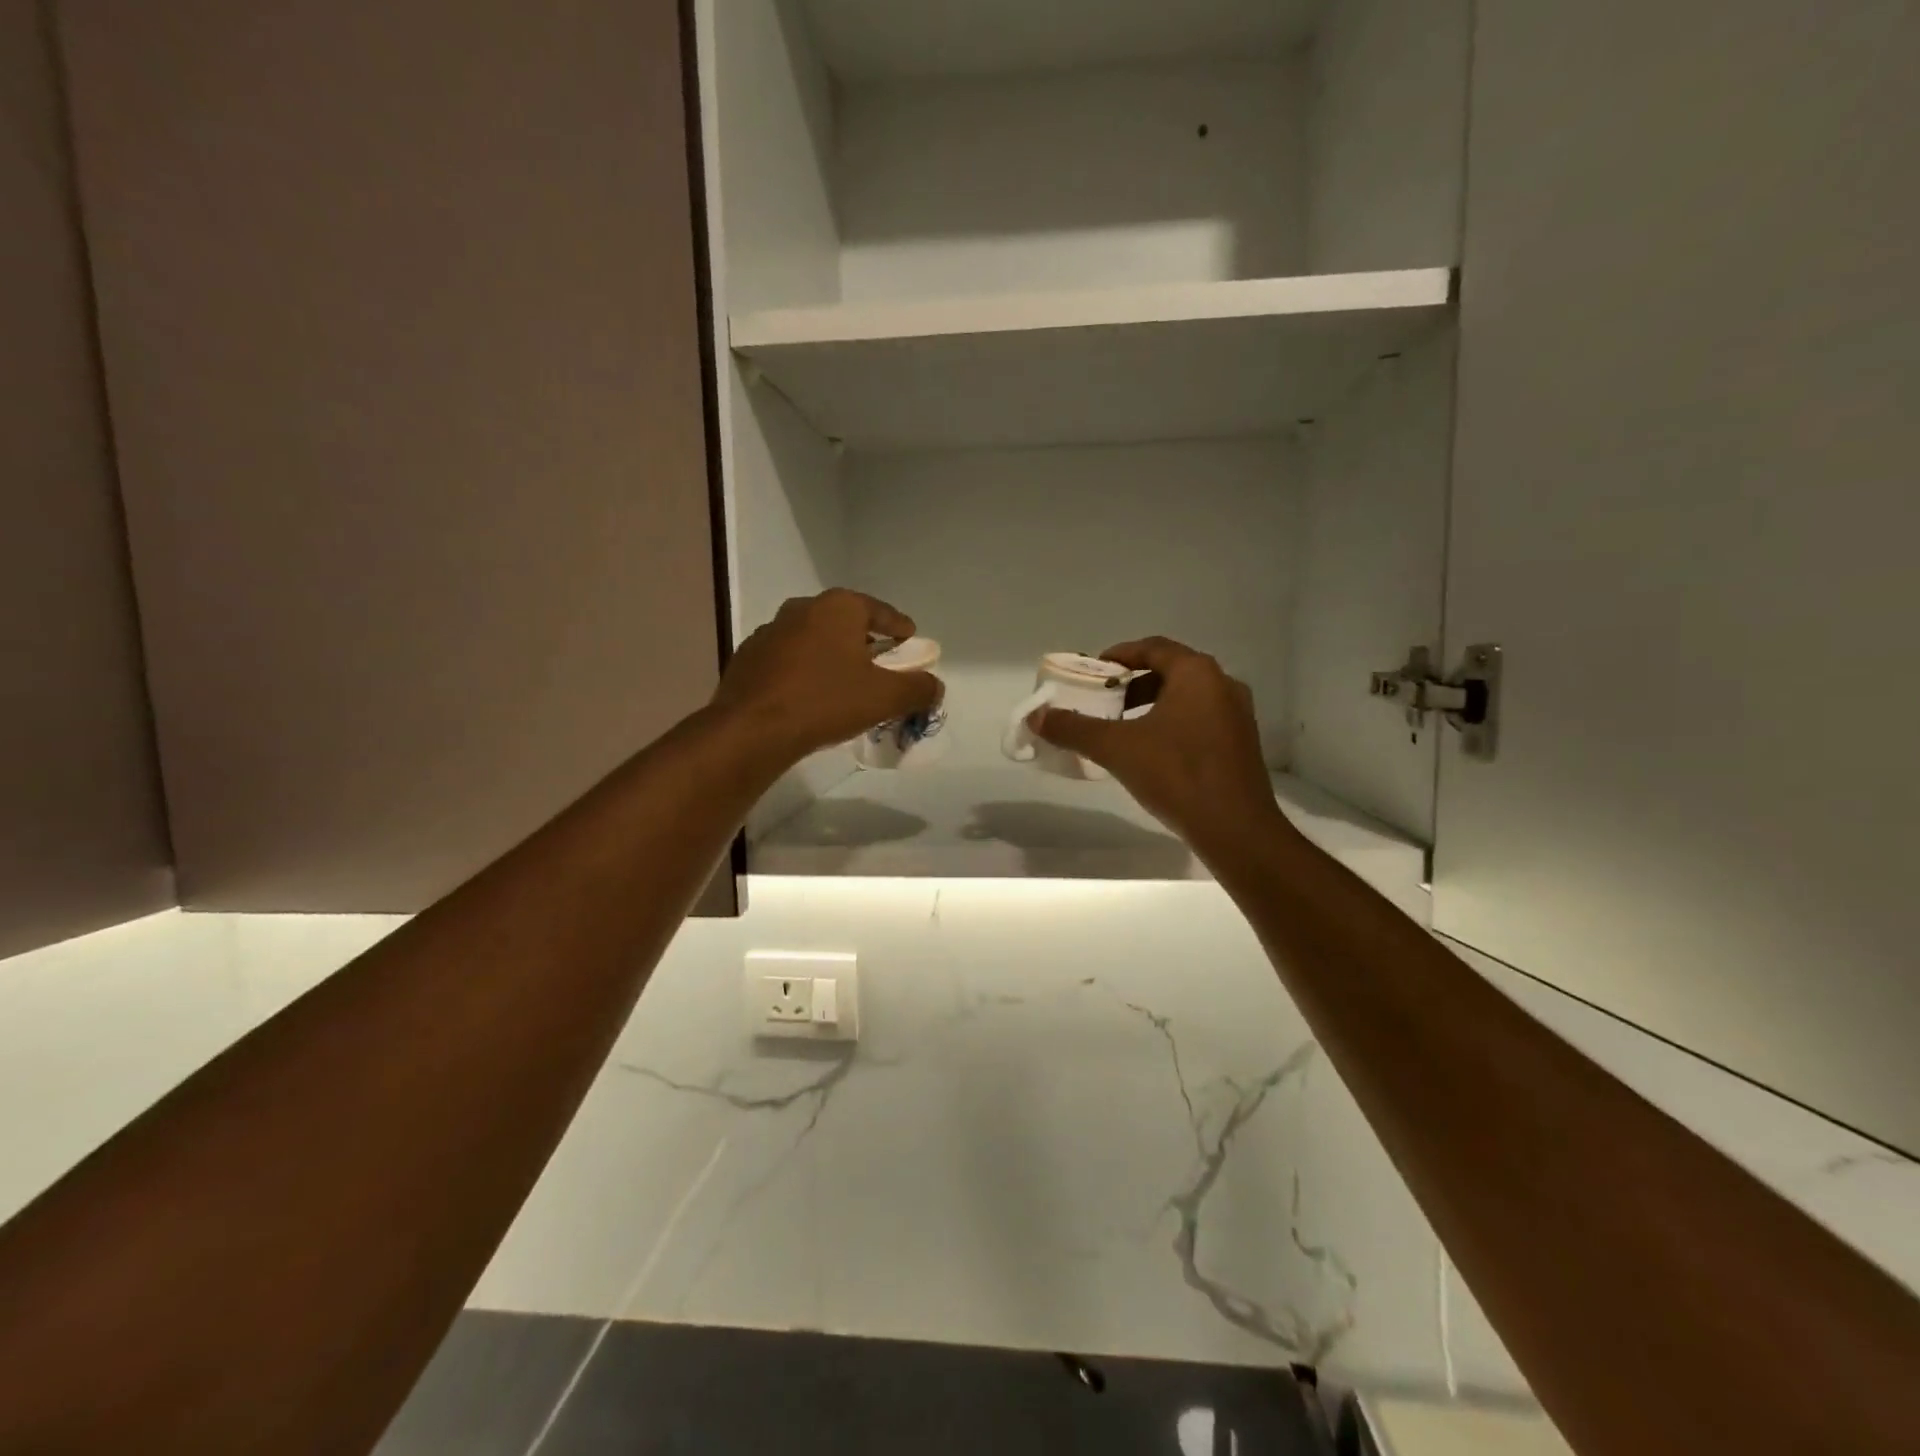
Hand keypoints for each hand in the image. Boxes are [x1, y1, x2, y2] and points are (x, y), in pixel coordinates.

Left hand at [711, 589, 940, 762]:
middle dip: (865, 640)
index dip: (899, 627)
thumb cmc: (826, 702)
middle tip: (880, 662)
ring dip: (831, 655)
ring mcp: (770, 631)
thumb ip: (918, 688)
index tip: (909, 640)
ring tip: (845, 681)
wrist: (752, 729)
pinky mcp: (748, 658)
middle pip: (844, 622)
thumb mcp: (885, 697)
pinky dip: (804, 671)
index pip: (879, 610)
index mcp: (838, 607)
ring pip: (813, 639)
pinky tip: (810, 695)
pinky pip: (789, 660)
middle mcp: (802, 608)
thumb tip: (935, 686)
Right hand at [1029, 637, 1283, 855]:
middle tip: (1104, 700)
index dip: (1119, 655)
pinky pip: (1200, 719)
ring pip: (1186, 697)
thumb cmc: (1176, 774)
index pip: (1152, 648)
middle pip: (1170, 670)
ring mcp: (1237, 715)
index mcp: (1196, 673)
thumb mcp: (1116, 748)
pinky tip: (1153, 752)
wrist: (1235, 828)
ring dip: (1152, 704)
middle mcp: (1223, 684)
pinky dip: (1172, 723)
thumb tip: (1036, 716)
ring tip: (1123, 727)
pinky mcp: (1241, 743)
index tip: (1094, 671)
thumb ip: (1074, 728)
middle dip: (1133, 683)